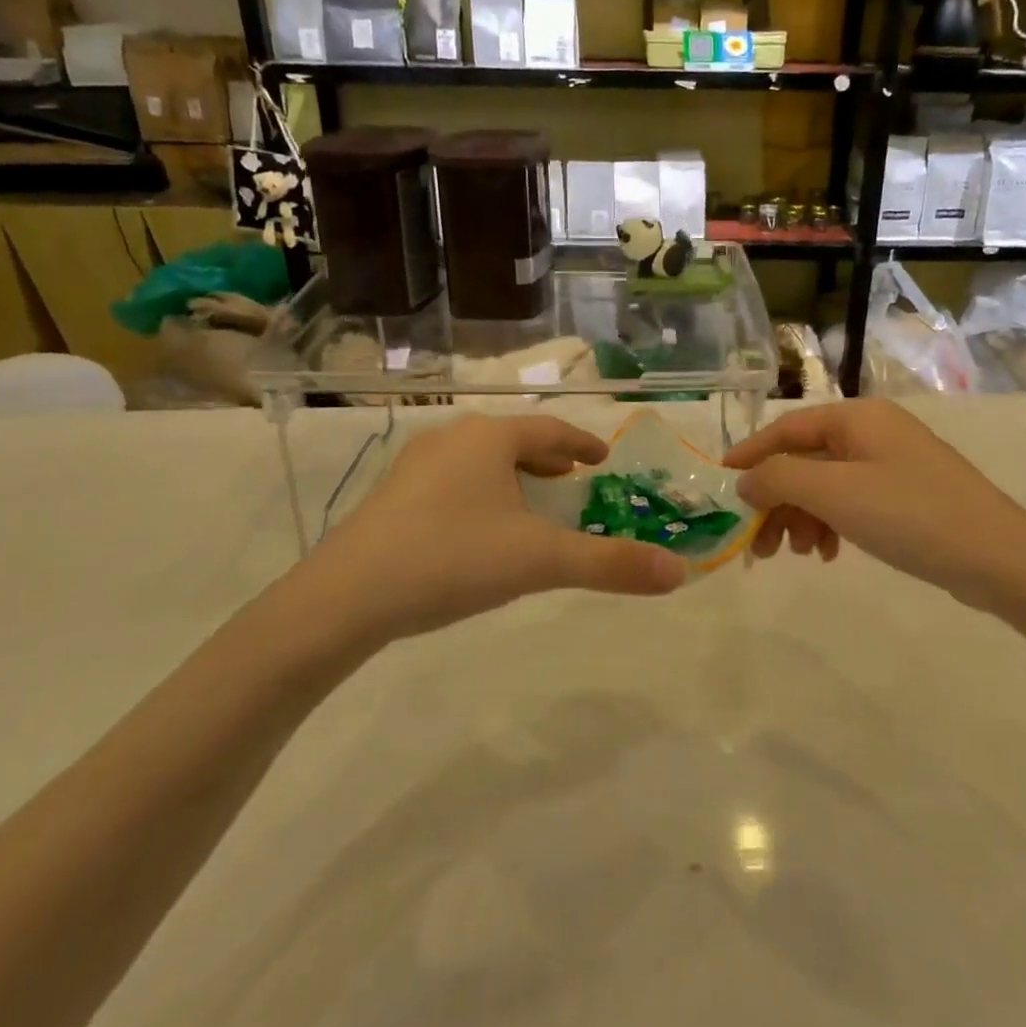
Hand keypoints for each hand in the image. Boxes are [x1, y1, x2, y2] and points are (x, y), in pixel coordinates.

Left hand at [280, 414, 688, 653]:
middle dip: (547, 457)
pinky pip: (451, 480)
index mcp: (491, 438)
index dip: (582, 443)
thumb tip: (678, 574)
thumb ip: (610, 565)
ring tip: (530, 501)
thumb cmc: (454, 559)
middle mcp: (453, 438)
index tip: (603, 458)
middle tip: (573, 477)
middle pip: (513, 439)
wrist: (347, 596)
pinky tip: (477, 526)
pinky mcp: (391, 494)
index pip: (551, 430)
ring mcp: (415, 464)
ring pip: (479, 459)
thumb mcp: (540, 561)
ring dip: (512, 474)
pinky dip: (479, 491)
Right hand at [723, 399, 1025, 611]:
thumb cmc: (910, 514)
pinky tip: (826, 553)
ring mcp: (892, 464)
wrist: (1000, 559)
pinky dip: (830, 524)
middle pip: (804, 459)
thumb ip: (779, 479)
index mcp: (857, 418)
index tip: (720, 486)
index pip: (786, 429)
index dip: (749, 456)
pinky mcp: (906, 496)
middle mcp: (873, 432)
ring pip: (826, 484)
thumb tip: (744, 481)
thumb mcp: (834, 492)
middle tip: (755, 543)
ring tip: (794, 554)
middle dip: (776, 499)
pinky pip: (851, 502)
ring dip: (800, 516)